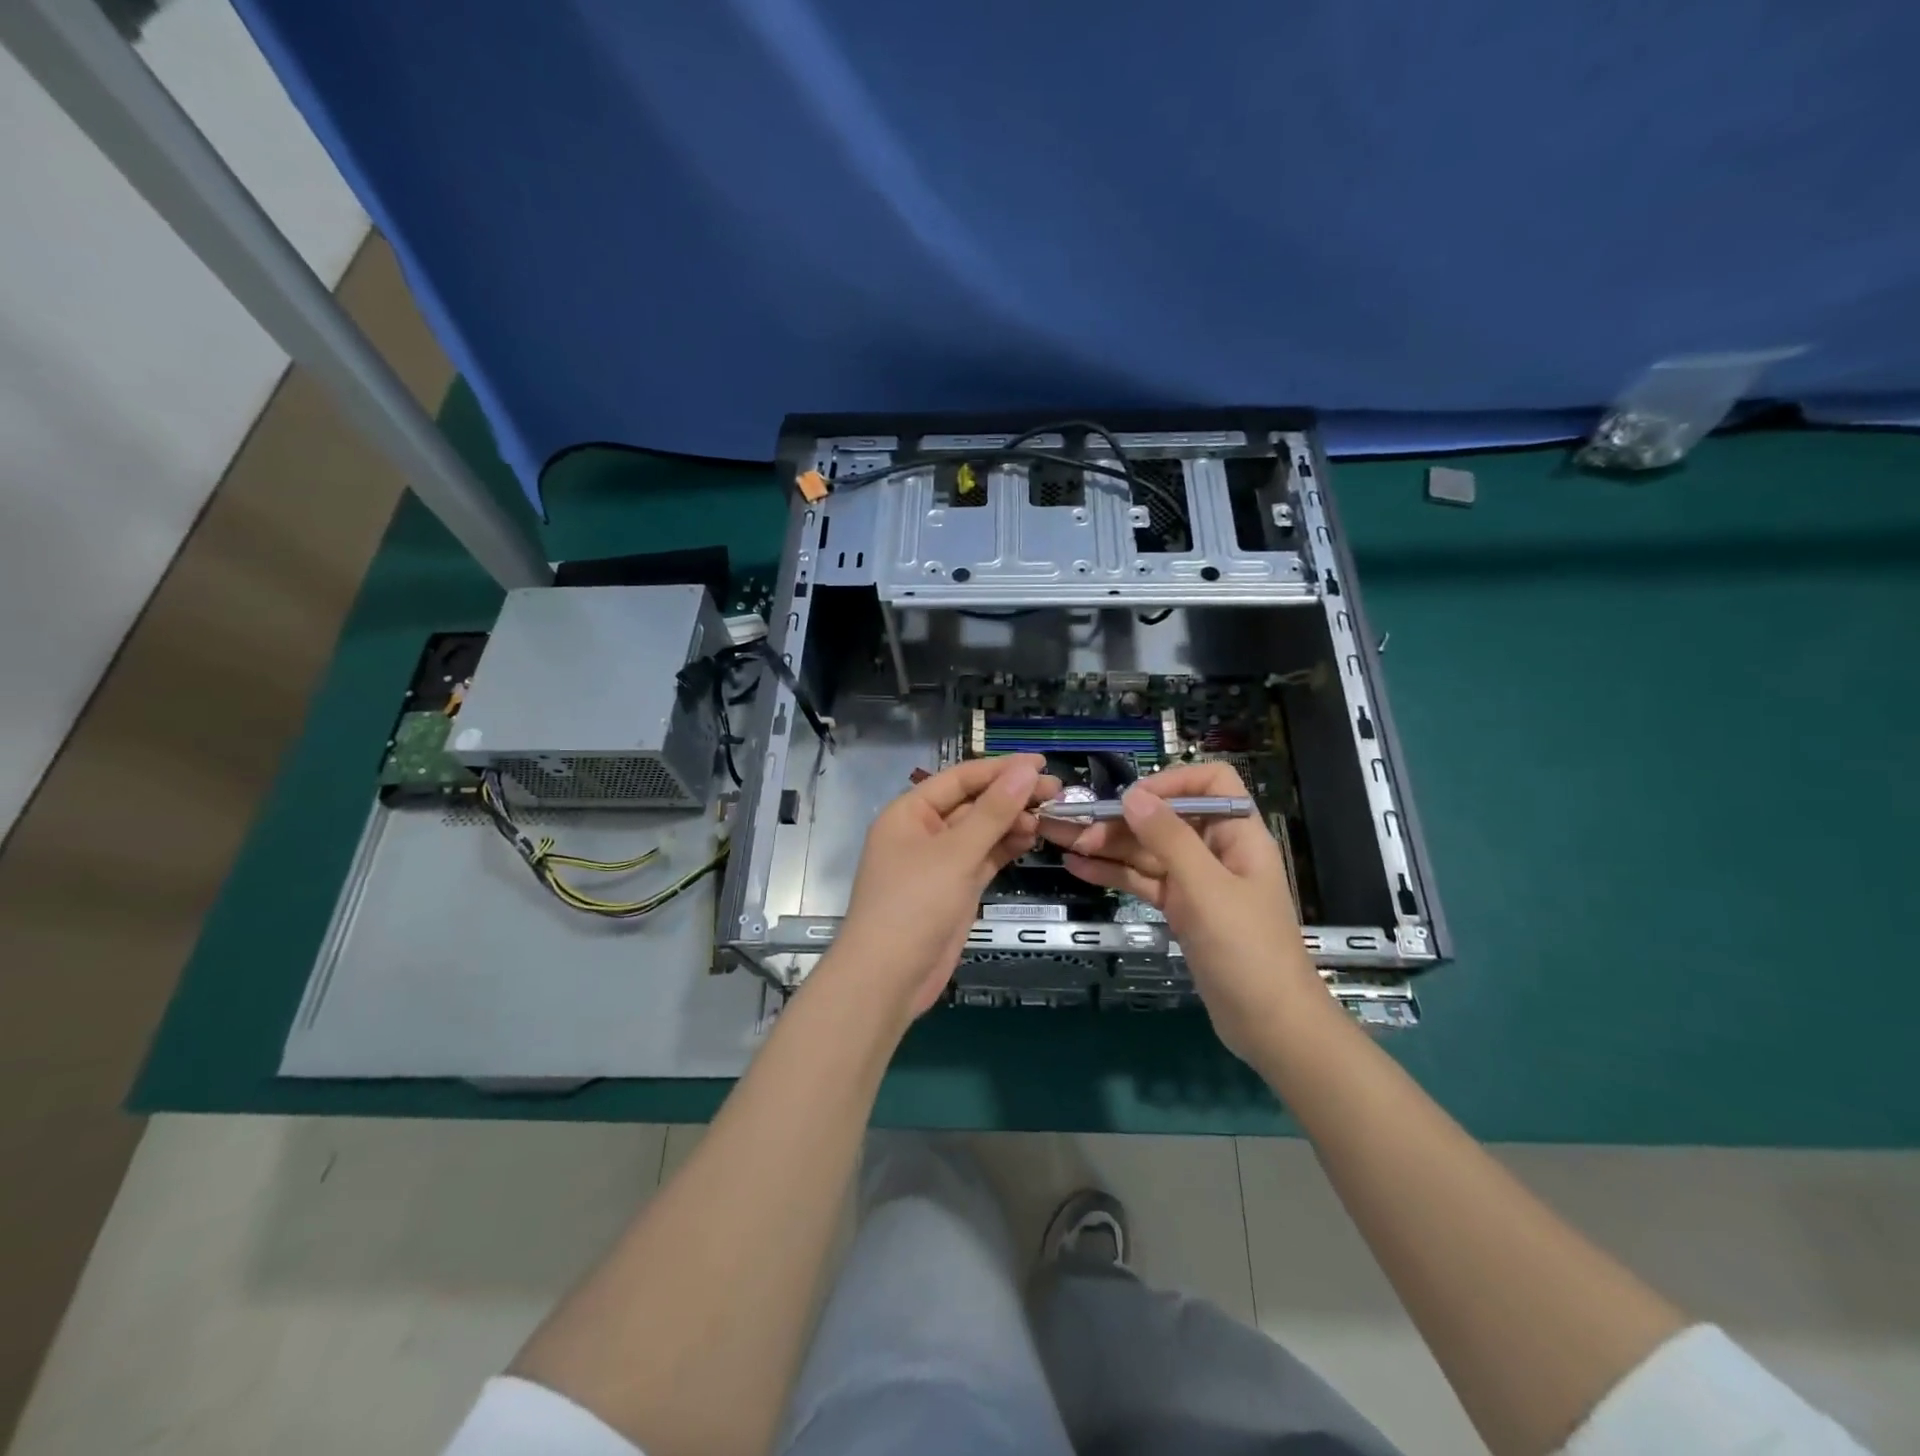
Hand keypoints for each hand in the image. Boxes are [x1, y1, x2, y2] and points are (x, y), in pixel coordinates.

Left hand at [833, 754, 1058, 1017]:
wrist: (888, 978)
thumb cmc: (914, 905)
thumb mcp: (955, 853)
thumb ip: (993, 812)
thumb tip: (1025, 771)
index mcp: (910, 812)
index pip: (960, 778)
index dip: (1000, 769)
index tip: (1041, 763)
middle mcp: (923, 831)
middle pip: (972, 803)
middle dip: (1010, 796)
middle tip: (1056, 791)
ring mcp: (939, 862)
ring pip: (981, 831)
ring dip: (1012, 821)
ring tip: (1049, 815)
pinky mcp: (954, 888)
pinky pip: (983, 857)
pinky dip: (1005, 847)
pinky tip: (1031, 837)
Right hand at [1038, 762, 1318, 1062]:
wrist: (1270, 1026)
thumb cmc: (1247, 950)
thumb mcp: (1206, 889)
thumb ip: (1168, 839)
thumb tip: (1132, 795)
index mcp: (1237, 834)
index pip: (1209, 783)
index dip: (1171, 782)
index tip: (1130, 800)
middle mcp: (1216, 851)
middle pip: (1165, 818)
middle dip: (1120, 819)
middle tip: (1072, 828)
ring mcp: (1197, 882)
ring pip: (1148, 851)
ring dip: (1108, 845)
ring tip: (1062, 841)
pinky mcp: (1181, 910)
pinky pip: (1144, 881)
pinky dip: (1114, 873)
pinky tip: (1079, 866)